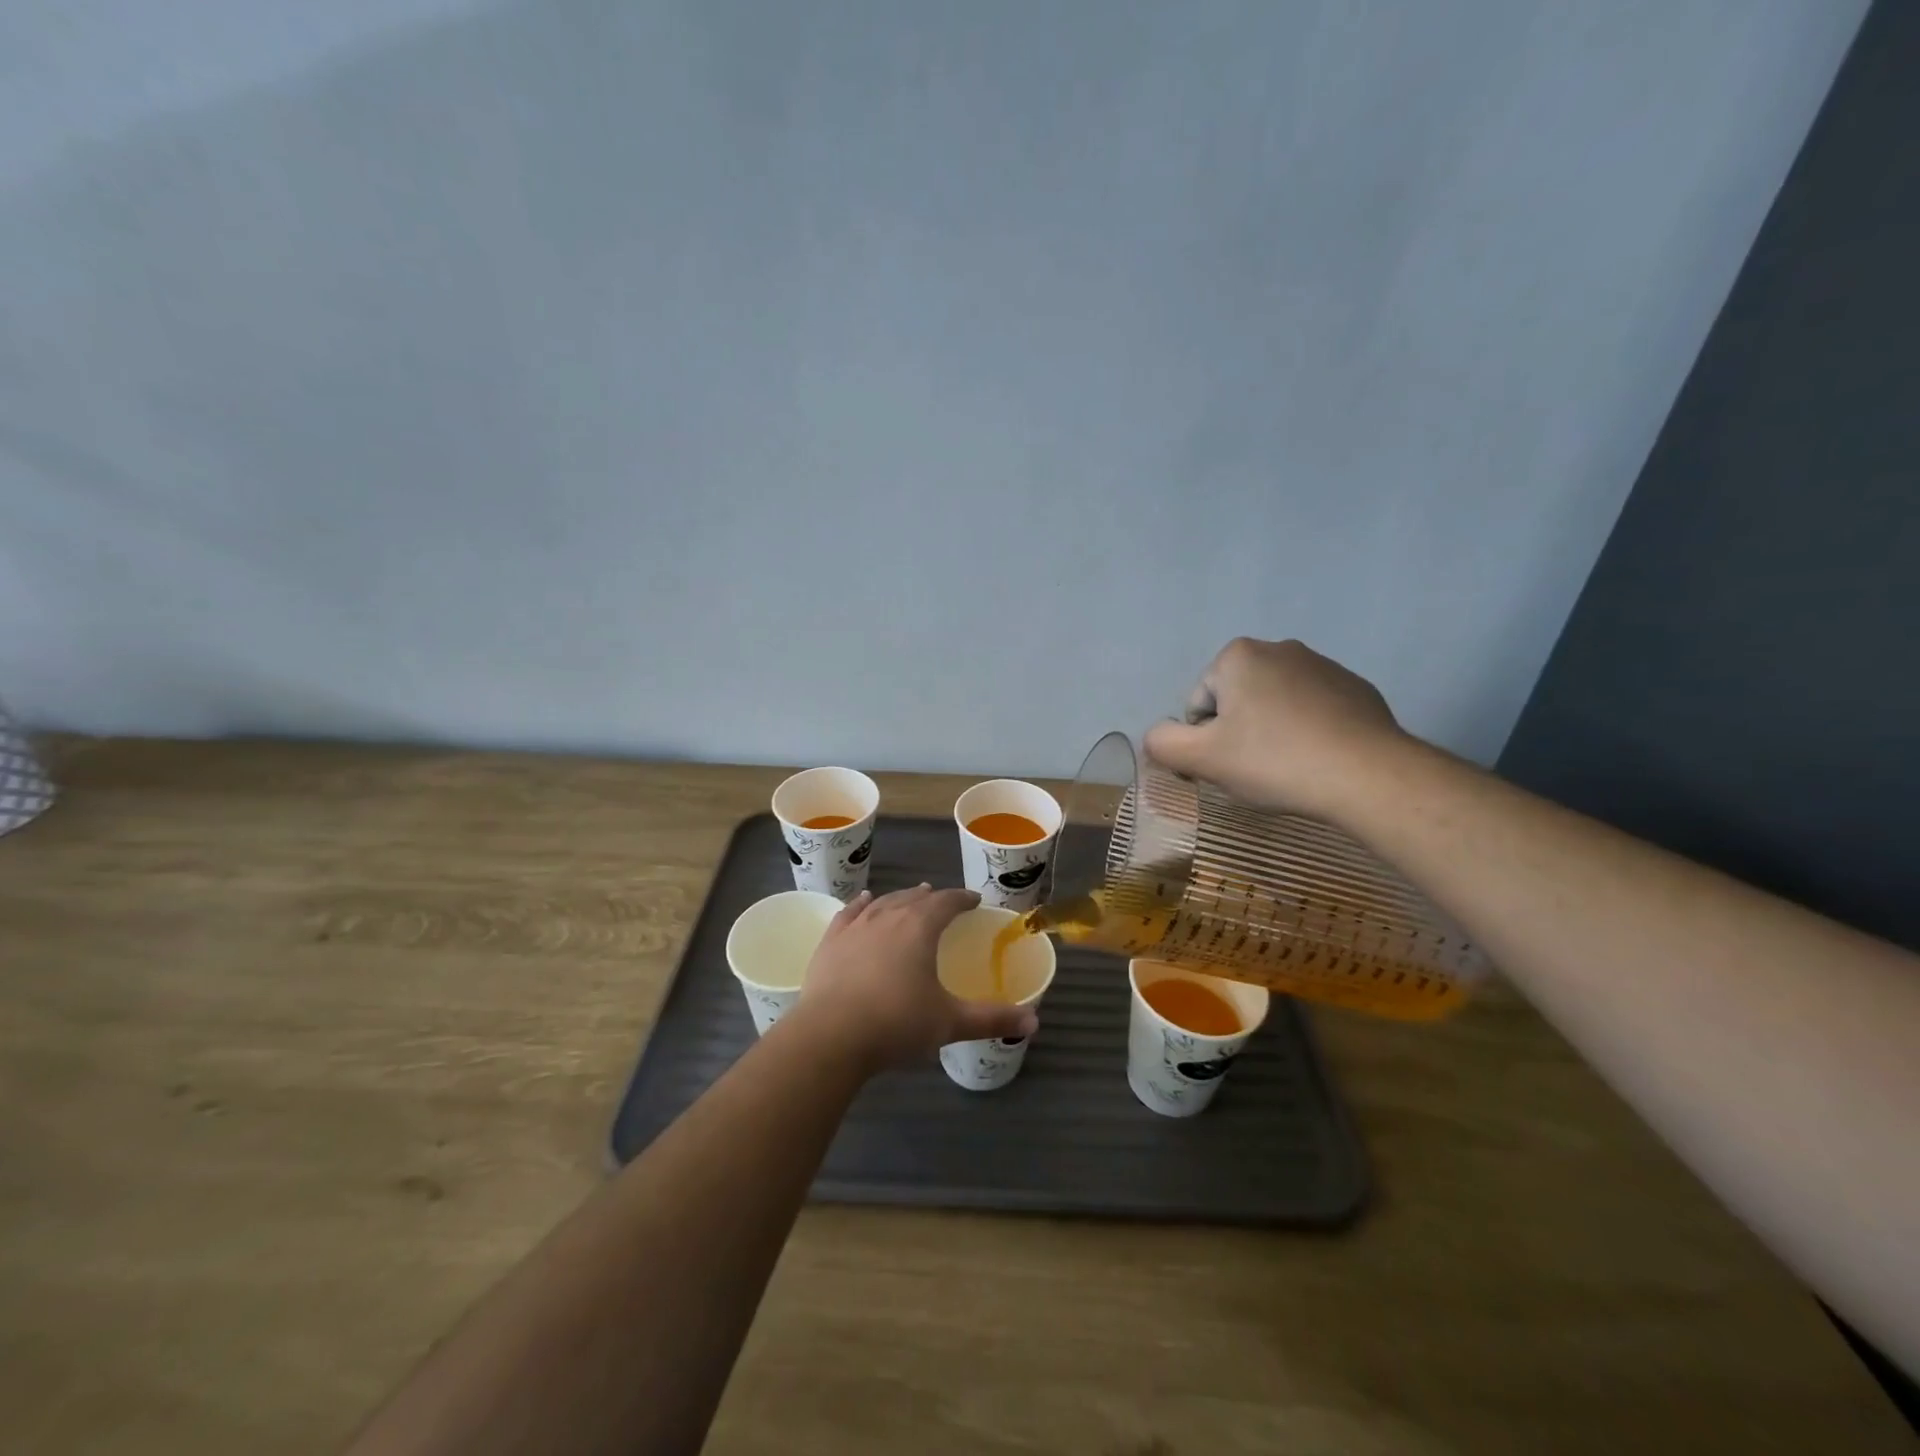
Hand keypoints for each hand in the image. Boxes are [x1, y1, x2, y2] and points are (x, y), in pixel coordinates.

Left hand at [791, 885, 1037, 1070]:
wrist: (830, 1036)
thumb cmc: (896, 1023)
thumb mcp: (949, 1023)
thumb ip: (992, 1019)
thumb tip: (1034, 1022)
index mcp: (920, 928)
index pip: (946, 902)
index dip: (962, 899)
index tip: (973, 900)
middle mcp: (888, 916)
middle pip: (913, 898)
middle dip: (931, 898)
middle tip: (941, 901)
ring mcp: (855, 927)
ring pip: (882, 902)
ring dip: (899, 898)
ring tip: (909, 897)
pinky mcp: (830, 941)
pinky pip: (849, 913)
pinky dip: (860, 904)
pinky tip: (862, 901)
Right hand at [1143, 637, 1406, 819]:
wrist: (1367, 775)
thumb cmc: (1274, 760)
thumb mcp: (1202, 758)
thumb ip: (1163, 743)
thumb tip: (1156, 736)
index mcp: (1238, 656)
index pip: (1199, 705)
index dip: (1204, 741)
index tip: (1227, 766)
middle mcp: (1281, 648)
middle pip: (1236, 702)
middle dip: (1238, 733)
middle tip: (1254, 770)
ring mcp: (1324, 666)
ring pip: (1275, 707)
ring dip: (1271, 733)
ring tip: (1289, 768)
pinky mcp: (1357, 689)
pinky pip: (1313, 712)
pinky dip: (1307, 733)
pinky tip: (1318, 761)